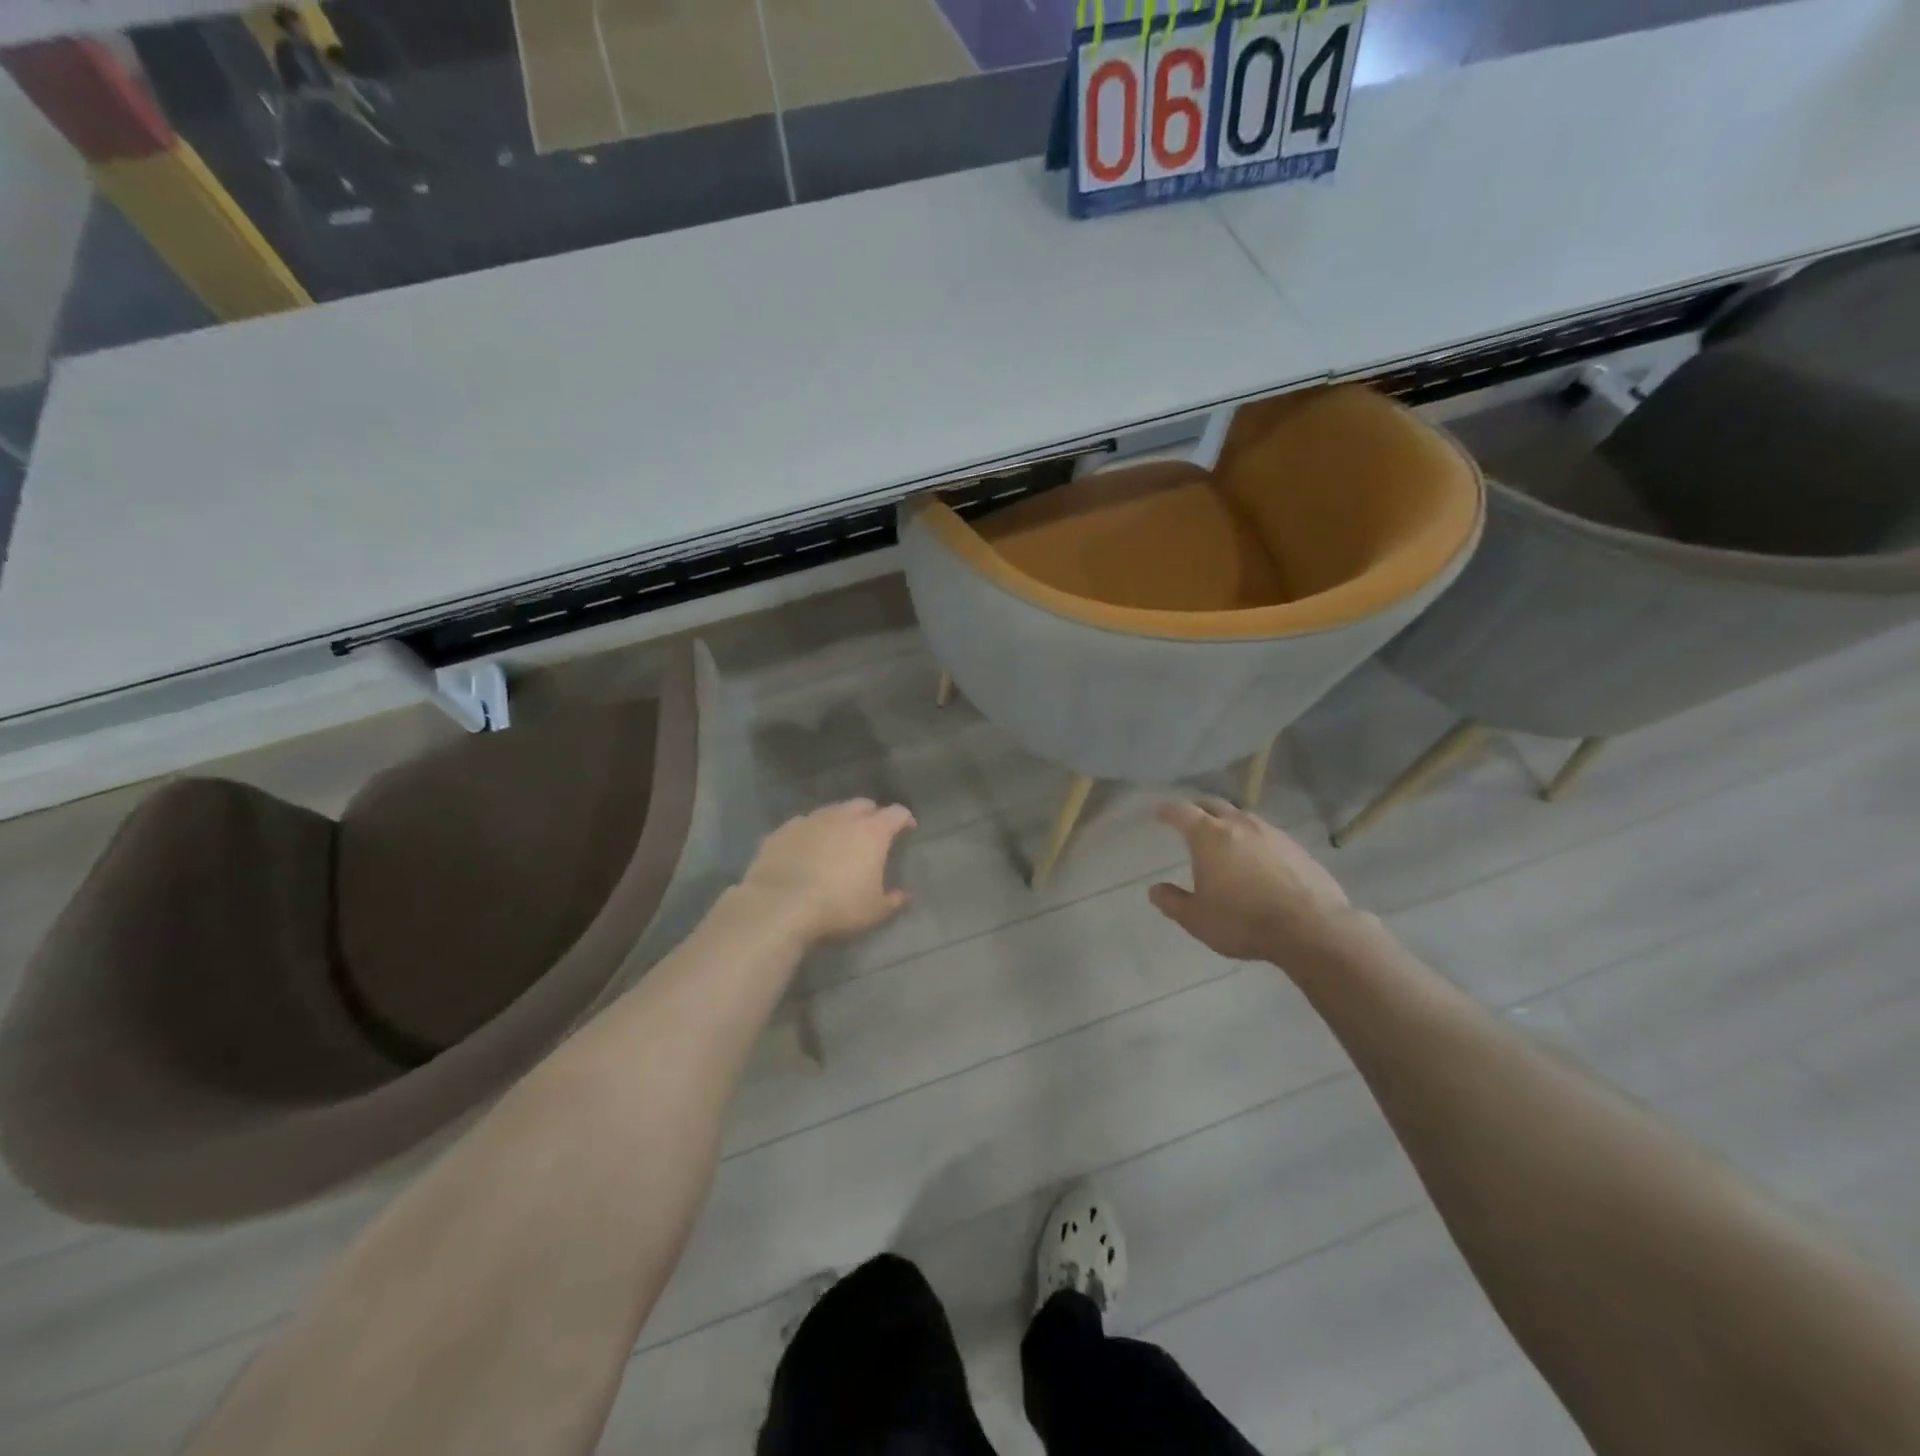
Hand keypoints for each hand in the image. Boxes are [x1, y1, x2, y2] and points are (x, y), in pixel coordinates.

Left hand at [740, 799, 916, 944]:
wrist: (780, 906)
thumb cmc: (838, 906)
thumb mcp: (874, 911)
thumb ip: (893, 900)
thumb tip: (905, 895)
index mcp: (872, 832)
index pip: (897, 813)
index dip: (905, 819)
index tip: (908, 828)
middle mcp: (843, 817)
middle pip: (863, 804)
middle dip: (872, 814)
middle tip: (873, 832)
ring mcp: (810, 820)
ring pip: (832, 811)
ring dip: (840, 821)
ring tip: (838, 840)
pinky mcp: (783, 830)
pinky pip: (803, 824)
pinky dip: (811, 832)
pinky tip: (806, 848)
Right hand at [1149, 799, 1354, 963]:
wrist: (1312, 928)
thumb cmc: (1243, 921)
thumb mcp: (1197, 919)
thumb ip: (1172, 902)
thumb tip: (1154, 890)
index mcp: (1209, 836)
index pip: (1182, 812)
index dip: (1167, 811)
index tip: (1159, 813)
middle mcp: (1239, 824)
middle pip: (1213, 804)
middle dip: (1197, 809)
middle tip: (1189, 819)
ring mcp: (1271, 833)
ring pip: (1242, 817)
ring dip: (1228, 821)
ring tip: (1223, 837)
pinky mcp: (1296, 847)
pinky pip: (1266, 834)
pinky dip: (1253, 839)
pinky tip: (1256, 857)